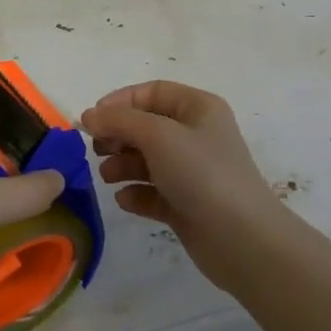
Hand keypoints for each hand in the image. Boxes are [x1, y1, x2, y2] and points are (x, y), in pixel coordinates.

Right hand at [81, 81, 286, 287]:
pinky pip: (154, 191)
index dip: (120, 101)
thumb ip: (119, 120)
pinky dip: (137, 193)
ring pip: (148, 160)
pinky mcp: (187, 204)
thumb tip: (89, 115)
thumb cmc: (201, 173)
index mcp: (199, 108)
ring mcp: (193, 172)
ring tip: (108, 177)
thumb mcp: (157, 135)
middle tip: (98, 150)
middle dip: (119, 136)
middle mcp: (197, 135)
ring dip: (123, 165)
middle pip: (147, 126)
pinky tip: (126, 200)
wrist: (241, 238)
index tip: (92, 119)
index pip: (153, 92)